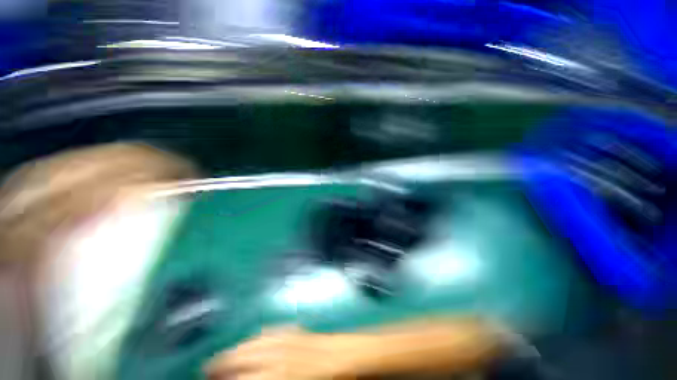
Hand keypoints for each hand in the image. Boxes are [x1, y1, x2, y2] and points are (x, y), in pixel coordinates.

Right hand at [204, 326, 353, 379]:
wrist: (346, 357)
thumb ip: (267, 379)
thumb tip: (249, 377)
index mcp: (278, 375)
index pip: (243, 377)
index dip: (225, 378)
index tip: (211, 379)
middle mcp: (277, 355)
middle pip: (243, 357)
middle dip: (222, 363)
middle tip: (207, 369)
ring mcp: (286, 339)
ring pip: (254, 341)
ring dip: (236, 348)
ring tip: (223, 355)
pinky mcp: (295, 330)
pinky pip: (271, 331)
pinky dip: (257, 336)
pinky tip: (253, 339)